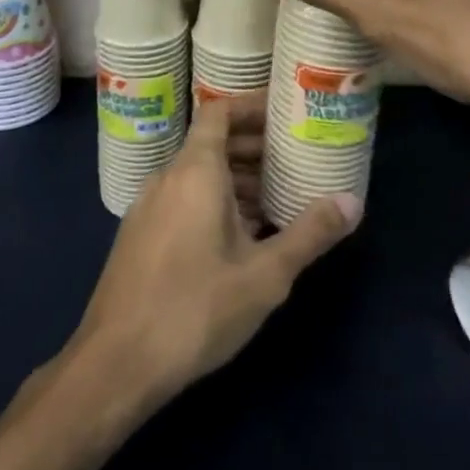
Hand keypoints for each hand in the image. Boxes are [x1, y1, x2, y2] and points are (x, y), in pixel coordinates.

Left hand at [65, 94, 359, 417]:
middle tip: (295, 158)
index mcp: (194, 170)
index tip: (286, 114)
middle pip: (212, 141)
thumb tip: (353, 201)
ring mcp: (148, 206)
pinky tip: (241, 235)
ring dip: (236, 177)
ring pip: (197, 173)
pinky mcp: (140, 235)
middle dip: (253, 145)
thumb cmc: (194, 309)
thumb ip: (309, 233)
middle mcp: (167, 177)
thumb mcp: (264, 275)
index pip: (219, 110)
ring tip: (277, 197)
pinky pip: (183, 198)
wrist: (115, 363)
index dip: (252, 106)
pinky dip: (214, 199)